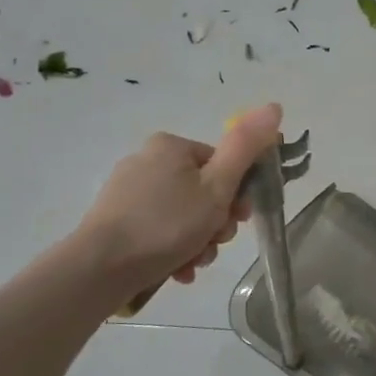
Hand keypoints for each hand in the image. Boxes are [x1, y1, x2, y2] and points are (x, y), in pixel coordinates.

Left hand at [75, 104, 283, 303]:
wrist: (101, 268)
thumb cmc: (168, 224)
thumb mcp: (218, 186)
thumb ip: (246, 147)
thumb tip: (274, 106)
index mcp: (171, 146)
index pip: (222, 165)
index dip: (238, 195)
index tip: (238, 220)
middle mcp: (147, 161)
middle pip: (203, 192)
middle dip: (216, 224)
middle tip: (214, 243)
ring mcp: (129, 192)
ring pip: (183, 215)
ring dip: (198, 241)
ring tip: (194, 262)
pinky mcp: (116, 220)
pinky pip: (160, 230)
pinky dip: (174, 249)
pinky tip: (178, 269)